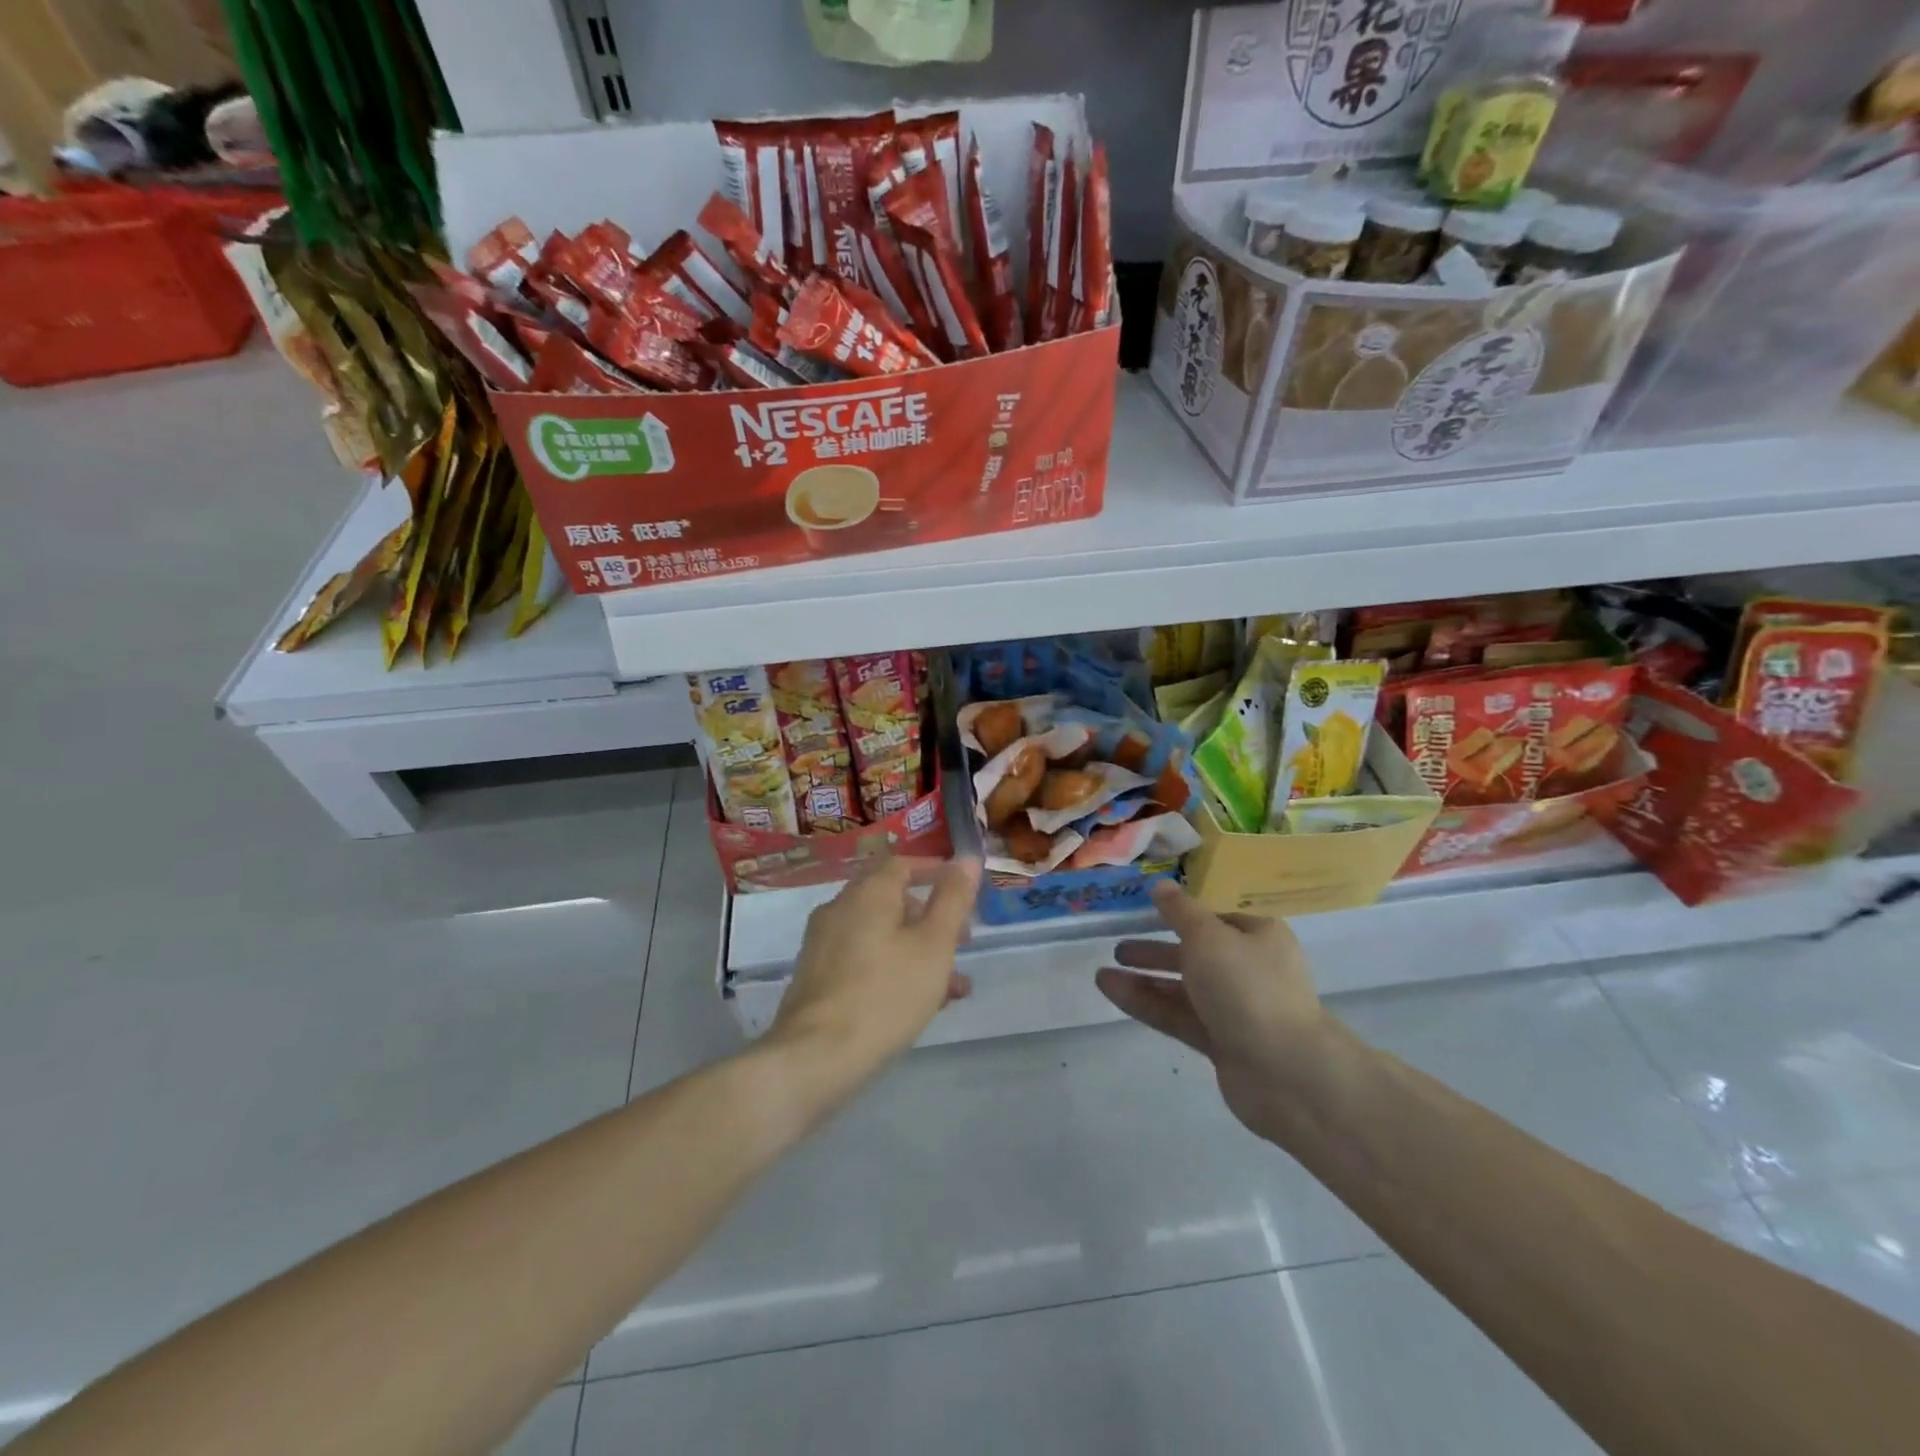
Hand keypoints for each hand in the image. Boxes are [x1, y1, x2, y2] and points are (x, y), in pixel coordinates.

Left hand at [769, 855, 980, 1074]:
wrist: (816, 1057)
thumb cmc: (886, 994)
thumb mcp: (934, 946)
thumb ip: (952, 900)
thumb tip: (966, 858)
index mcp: (867, 893)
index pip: (901, 864)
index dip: (933, 870)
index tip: (961, 887)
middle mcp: (839, 909)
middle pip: (890, 899)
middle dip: (930, 917)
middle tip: (962, 940)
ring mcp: (823, 944)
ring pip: (880, 934)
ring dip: (918, 949)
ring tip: (953, 985)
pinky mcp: (817, 977)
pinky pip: (863, 959)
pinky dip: (893, 967)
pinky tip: (918, 1003)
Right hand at [1096, 881, 1332, 1142]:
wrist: (1287, 1071)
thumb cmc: (1248, 987)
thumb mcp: (1207, 936)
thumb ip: (1179, 911)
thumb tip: (1161, 885)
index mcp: (1258, 936)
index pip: (1215, 920)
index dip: (1182, 915)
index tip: (1148, 914)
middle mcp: (1250, 970)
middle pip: (1196, 955)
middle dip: (1157, 951)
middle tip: (1119, 949)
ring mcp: (1236, 1010)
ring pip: (1183, 989)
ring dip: (1145, 980)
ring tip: (1102, 974)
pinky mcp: (1222, 1044)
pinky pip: (1178, 1017)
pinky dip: (1147, 1004)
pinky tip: (1112, 992)